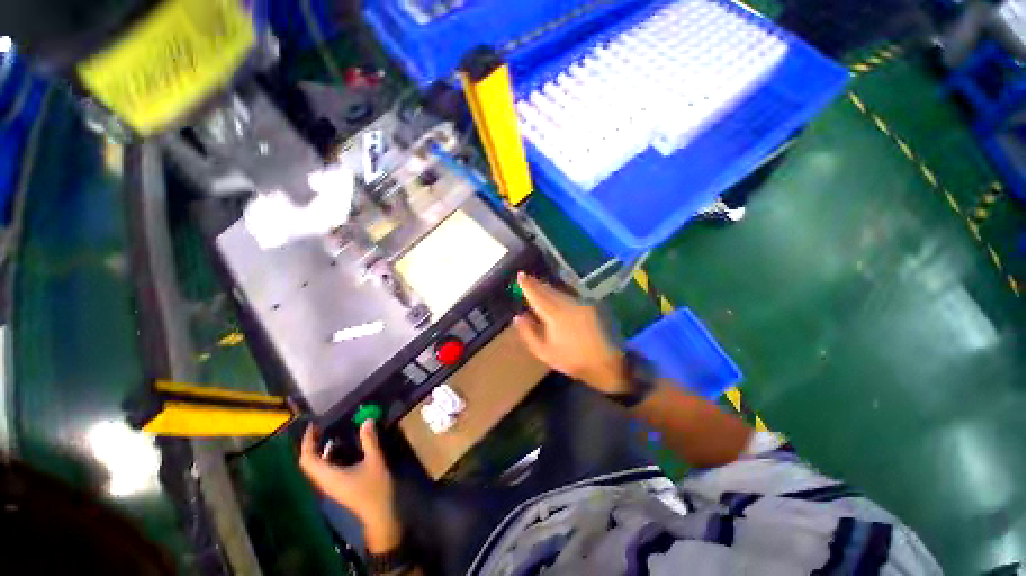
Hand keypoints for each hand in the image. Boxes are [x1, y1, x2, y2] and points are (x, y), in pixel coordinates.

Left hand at [299, 422, 400, 552]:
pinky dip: (327, 457)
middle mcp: (324, 482)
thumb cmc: (375, 488)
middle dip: (311, 445)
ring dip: (319, 451)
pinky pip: (324, 470)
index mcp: (328, 476)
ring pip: (316, 467)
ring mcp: (329, 486)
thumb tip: (366, 420)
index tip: (314, 426)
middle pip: (308, 463)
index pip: (308, 459)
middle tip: (321, 428)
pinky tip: (341, 448)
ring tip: (330, 434)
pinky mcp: (336, 487)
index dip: (307, 442)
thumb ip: (369, 441)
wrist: (379, 514)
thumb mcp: (375, 461)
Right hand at [513, 272, 628, 394]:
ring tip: (540, 287)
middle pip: (549, 290)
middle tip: (528, 279)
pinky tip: (557, 298)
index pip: (538, 295)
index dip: (528, 284)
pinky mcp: (591, 305)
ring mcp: (582, 303)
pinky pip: (570, 296)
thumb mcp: (544, 352)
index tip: (520, 274)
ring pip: (561, 292)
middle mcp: (569, 303)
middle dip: (538, 285)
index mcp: (555, 314)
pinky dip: (561, 295)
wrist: (607, 364)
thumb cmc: (572, 360)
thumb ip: (529, 333)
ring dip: (549, 289)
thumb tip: (519, 316)